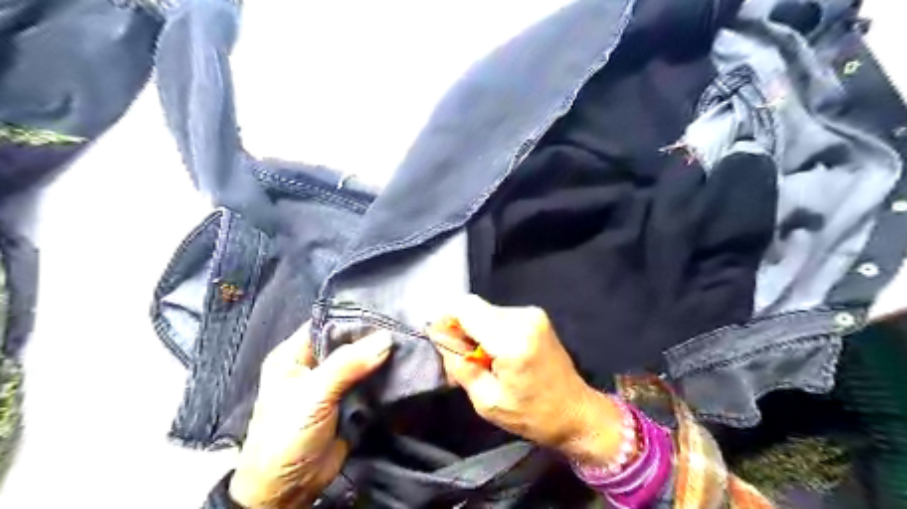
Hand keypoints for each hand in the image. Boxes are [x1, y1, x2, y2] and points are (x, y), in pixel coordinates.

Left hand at [229, 323, 390, 506]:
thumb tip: (386, 339)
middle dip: (374, 338)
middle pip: (349, 343)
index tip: (387, 313)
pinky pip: (370, 383)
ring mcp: (334, 385)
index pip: (328, 325)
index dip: (355, 318)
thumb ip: (348, 365)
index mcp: (294, 355)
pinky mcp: (350, 403)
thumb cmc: (286, 436)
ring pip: (362, 363)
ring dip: (383, 358)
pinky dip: (385, 378)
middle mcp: (315, 365)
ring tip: (410, 345)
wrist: (288, 491)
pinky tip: (405, 368)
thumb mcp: (313, 395)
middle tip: (404, 329)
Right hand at [430, 296, 627, 466]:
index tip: (441, 339)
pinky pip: (499, 315)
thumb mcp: (487, 401)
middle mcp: (523, 318)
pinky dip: (489, 330)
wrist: (575, 412)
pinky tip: (496, 353)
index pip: (466, 308)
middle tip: (461, 358)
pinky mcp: (535, 315)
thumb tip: (440, 339)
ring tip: (482, 360)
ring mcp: (532, 314)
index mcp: (512, 340)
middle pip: (474, 308)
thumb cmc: (532, 414)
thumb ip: (460, 366)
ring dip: (475, 330)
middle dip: (460, 329)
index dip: (446, 319)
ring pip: (485, 311)